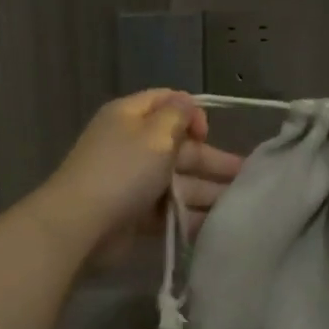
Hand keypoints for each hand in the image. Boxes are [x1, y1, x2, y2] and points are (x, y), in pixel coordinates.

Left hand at [33, 90, 244, 262]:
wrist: (81, 224)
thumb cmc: (123, 171)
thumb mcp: (155, 133)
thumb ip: (177, 115)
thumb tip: (187, 104)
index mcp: (130, 116)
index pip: (167, 103)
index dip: (192, 114)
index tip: (207, 134)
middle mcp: (131, 144)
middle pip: (179, 147)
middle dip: (212, 161)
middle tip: (247, 177)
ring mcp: (132, 181)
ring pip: (177, 181)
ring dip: (207, 191)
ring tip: (240, 206)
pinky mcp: (134, 213)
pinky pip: (168, 209)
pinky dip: (189, 215)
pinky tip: (216, 225)